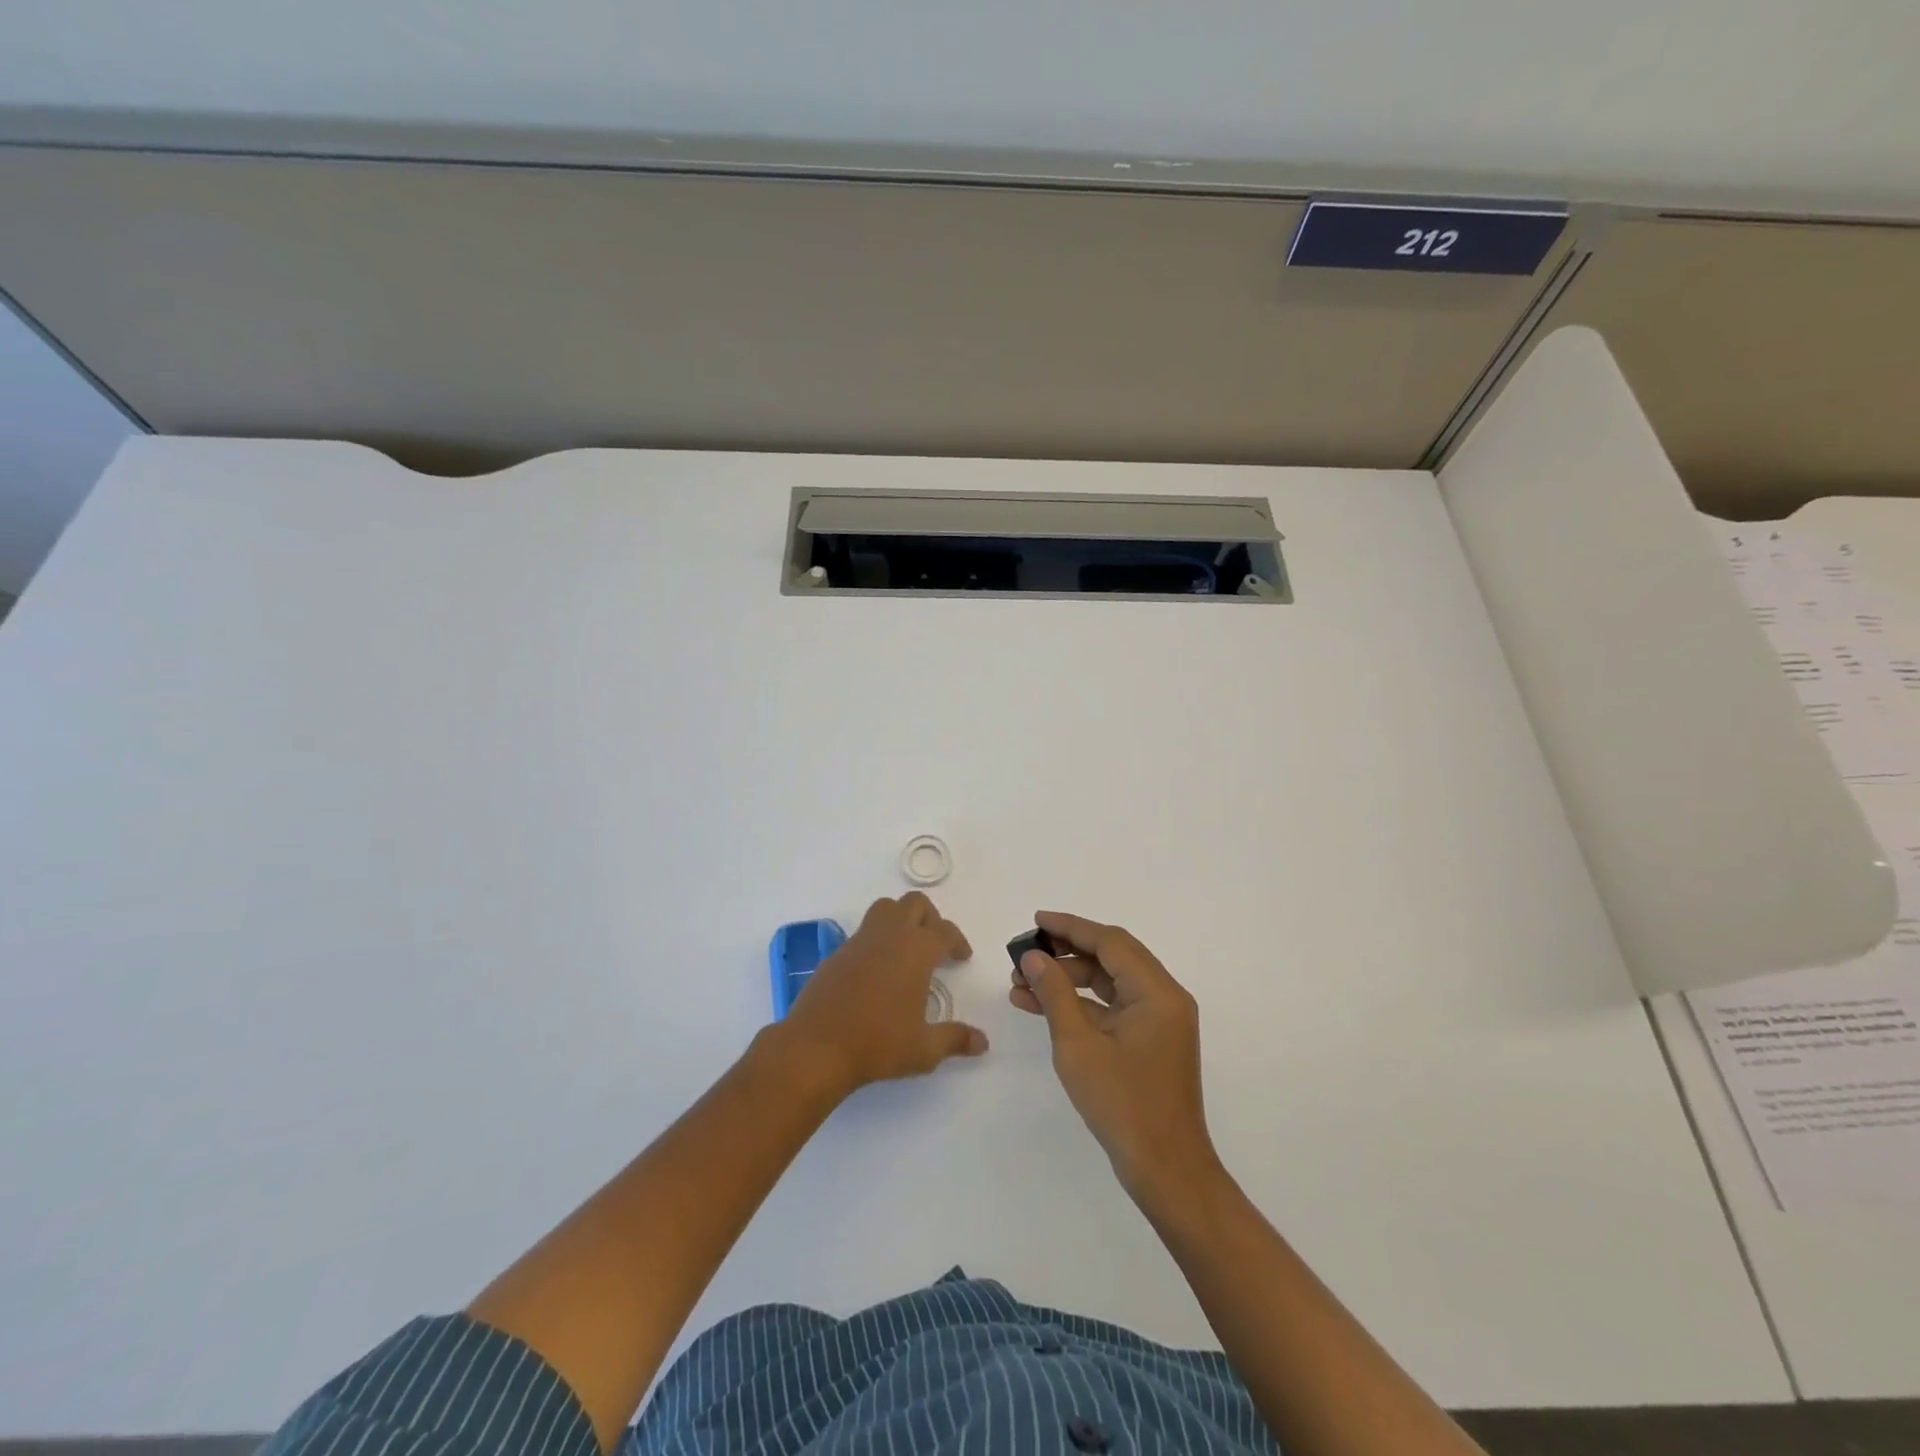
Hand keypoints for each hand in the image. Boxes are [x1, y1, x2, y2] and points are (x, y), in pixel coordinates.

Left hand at [778, 892, 983, 1097]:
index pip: (945, 931)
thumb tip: (983, 1043)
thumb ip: (955, 1040)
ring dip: (901, 919)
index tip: (961, 957)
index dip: (957, 941)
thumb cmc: (877, 1044)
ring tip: (907, 950)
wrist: (816, 1047)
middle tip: (936, 945)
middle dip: (930, 918)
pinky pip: (864, 932)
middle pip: (914, 904)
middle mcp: (889, 936)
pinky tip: (877, 971)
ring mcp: (859, 941)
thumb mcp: (923, 1049)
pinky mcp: (837, 953)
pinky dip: (877, 940)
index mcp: (916, 950)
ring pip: (885, 908)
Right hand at [1011, 911, 1219, 1197]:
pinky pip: (1112, 1008)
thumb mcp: (1078, 1046)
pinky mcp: (1149, 1042)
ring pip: (1109, 983)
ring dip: (1068, 980)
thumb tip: (1034, 958)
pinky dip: (1080, 1005)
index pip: (1111, 942)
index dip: (1071, 927)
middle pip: (1111, 958)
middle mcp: (1164, 998)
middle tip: (1025, 952)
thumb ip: (1055, 994)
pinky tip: (1041, 1007)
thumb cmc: (1123, 1105)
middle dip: (1066, 952)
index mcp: (1157, 992)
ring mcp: (1158, 1021)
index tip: (1036, 921)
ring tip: (1021, 983)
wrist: (1166, 1171)